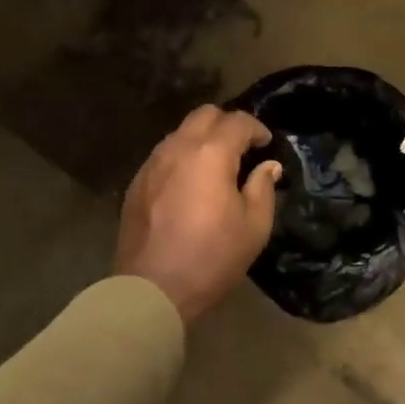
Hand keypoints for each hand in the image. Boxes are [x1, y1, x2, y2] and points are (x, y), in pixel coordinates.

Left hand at [115, 107, 282, 323]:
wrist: (152, 288)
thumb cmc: (211, 258)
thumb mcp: (253, 227)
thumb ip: (262, 188)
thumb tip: (267, 166)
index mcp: (210, 154)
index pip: (237, 122)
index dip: (256, 128)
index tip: (266, 144)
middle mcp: (178, 148)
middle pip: (204, 115)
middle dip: (227, 124)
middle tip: (242, 147)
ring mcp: (152, 163)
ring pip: (180, 133)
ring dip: (201, 139)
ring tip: (215, 165)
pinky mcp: (137, 182)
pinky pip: (163, 155)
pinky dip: (181, 157)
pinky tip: (189, 183)